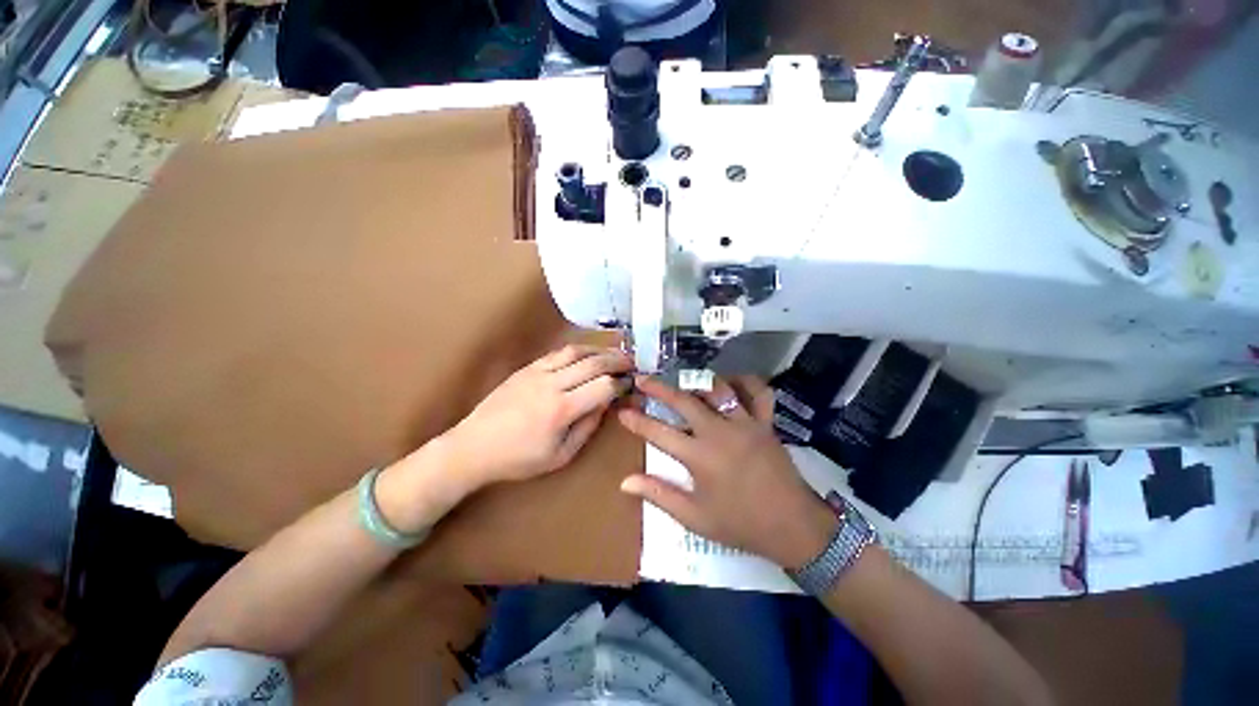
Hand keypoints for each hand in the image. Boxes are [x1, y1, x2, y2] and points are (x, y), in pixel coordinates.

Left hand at [446, 345, 632, 489]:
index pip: (603, 386)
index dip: (621, 383)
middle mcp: (551, 384)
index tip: (631, 384)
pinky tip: (587, 353)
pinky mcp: (527, 368)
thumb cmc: (518, 459)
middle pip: (593, 363)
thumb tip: (606, 404)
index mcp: (561, 410)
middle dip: (617, 361)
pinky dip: (578, 350)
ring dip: (599, 350)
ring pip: (576, 352)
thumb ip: (587, 427)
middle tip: (632, 363)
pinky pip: (558, 352)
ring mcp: (537, 372)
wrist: (473, 447)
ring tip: (615, 353)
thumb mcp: (560, 456)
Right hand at [617, 375, 837, 568]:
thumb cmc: (740, 524)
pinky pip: (758, 392)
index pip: (659, 433)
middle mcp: (719, 432)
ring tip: (684, 380)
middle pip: (684, 401)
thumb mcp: (695, 518)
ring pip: (718, 389)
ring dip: (698, 382)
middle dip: (659, 388)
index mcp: (699, 457)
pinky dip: (746, 382)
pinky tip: (733, 381)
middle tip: (642, 379)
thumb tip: (625, 481)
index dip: (637, 421)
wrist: (793, 526)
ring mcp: (745, 423)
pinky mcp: (765, 423)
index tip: (622, 411)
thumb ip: (660, 495)